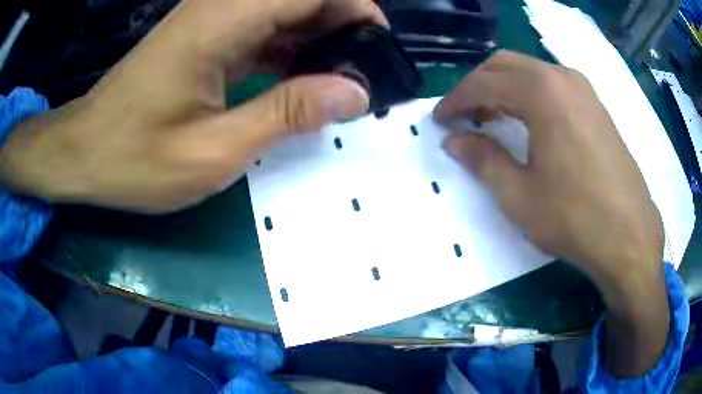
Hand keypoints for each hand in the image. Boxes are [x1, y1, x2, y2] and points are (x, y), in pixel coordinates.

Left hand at [0, 0, 385, 212]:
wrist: (84, 152)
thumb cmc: (133, 159)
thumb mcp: (212, 151)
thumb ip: (286, 114)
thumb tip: (353, 94)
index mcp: (222, 22)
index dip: (357, 8)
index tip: (379, 47)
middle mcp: (220, 8)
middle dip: (343, 25)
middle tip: (362, 73)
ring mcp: (210, 20)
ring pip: (284, 11)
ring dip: (318, 39)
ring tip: (337, 82)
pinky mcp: (204, 37)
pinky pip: (262, 29)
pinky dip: (289, 49)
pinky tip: (299, 80)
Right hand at [434, 50, 668, 376]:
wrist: (629, 235)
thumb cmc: (575, 218)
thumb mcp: (520, 195)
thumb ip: (483, 159)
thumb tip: (455, 140)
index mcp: (542, 92)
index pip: (484, 83)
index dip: (456, 99)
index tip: (440, 119)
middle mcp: (562, 77)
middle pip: (504, 64)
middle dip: (477, 86)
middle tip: (463, 115)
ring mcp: (583, 88)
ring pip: (529, 71)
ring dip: (504, 87)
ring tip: (491, 118)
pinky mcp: (595, 104)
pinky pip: (552, 84)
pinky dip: (529, 94)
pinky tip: (527, 120)